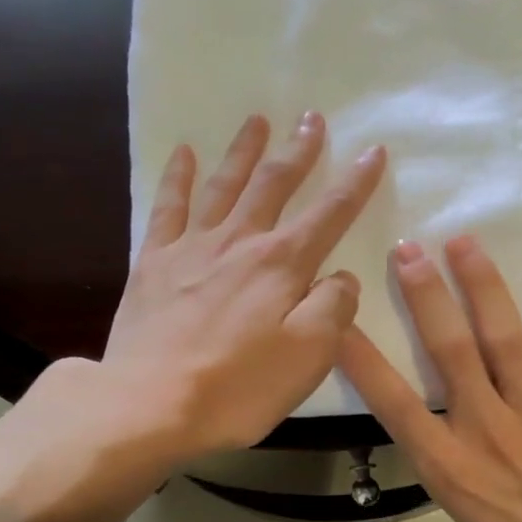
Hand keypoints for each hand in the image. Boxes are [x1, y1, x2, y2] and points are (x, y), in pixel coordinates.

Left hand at [103, 112, 386, 460]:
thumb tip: (340, 276)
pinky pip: (167, 208)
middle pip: (273, 185)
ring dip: (243, 151)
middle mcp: (239, 242)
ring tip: (257, 121)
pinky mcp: (153, 263)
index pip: (329, 213)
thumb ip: (332, 309)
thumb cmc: (236, 388)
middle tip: (310, 118)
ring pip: (224, 185)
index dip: (355, 182)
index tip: (373, 151)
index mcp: (282, 265)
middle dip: (297, 151)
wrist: (148, 403)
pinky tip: (184, 154)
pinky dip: (177, 177)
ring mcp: (191, 248)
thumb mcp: (307, 357)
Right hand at [338, 236, 521, 521]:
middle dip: (424, 295)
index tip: (338, 320)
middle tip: (408, 250)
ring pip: (502, 336)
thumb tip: (432, 416)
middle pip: (448, 349)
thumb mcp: (461, 511)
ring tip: (463, 243)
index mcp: (446, 464)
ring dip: (481, 285)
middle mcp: (484, 426)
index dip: (362, 358)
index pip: (392, 401)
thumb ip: (444, 456)